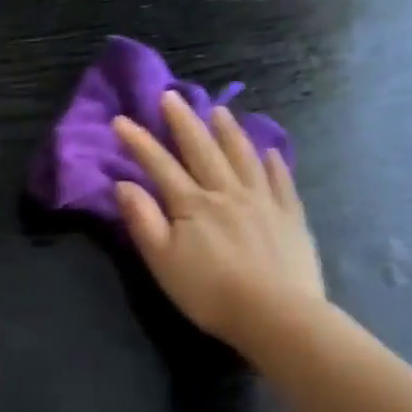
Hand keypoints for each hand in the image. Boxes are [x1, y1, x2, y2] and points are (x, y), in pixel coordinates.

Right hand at [112, 91, 326, 353]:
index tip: (121, 120)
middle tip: (171, 96)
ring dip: (228, 132)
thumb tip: (124, 184)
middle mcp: (227, 192)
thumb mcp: (162, 261)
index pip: (160, 165)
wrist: (275, 314)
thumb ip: (143, 220)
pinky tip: (270, 152)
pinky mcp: (290, 216)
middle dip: (183, 122)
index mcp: (192, 204)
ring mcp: (263, 201)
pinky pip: (281, 181)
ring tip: (219, 110)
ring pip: (243, 156)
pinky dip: (274, 163)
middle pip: (202, 150)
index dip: (139, 142)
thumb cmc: (208, 292)